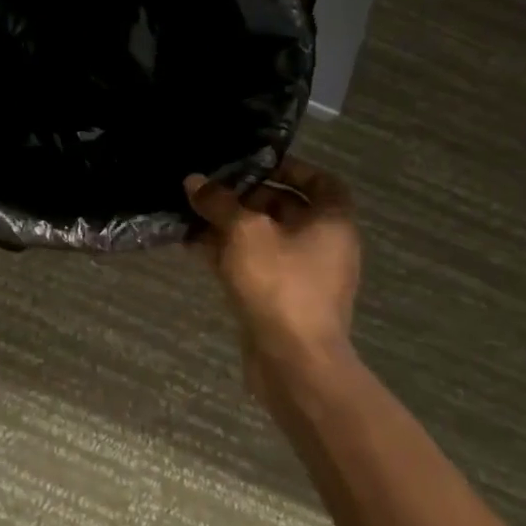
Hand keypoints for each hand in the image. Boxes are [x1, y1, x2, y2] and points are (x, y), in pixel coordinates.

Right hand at [186, 158, 362, 407]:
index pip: (320, 181)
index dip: (289, 168)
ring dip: (230, 226)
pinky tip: (193, 246)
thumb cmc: (279, 283)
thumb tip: (194, 181)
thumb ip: (219, 202)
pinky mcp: (281, 299)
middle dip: (246, 197)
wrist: (293, 360)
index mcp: (332, 222)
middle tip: (211, 189)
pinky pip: (254, 265)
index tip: (253, 164)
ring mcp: (303, 275)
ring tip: (193, 214)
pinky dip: (229, 254)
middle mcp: (324, 245)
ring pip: (264, 238)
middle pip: (286, 208)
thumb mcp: (244, 231)